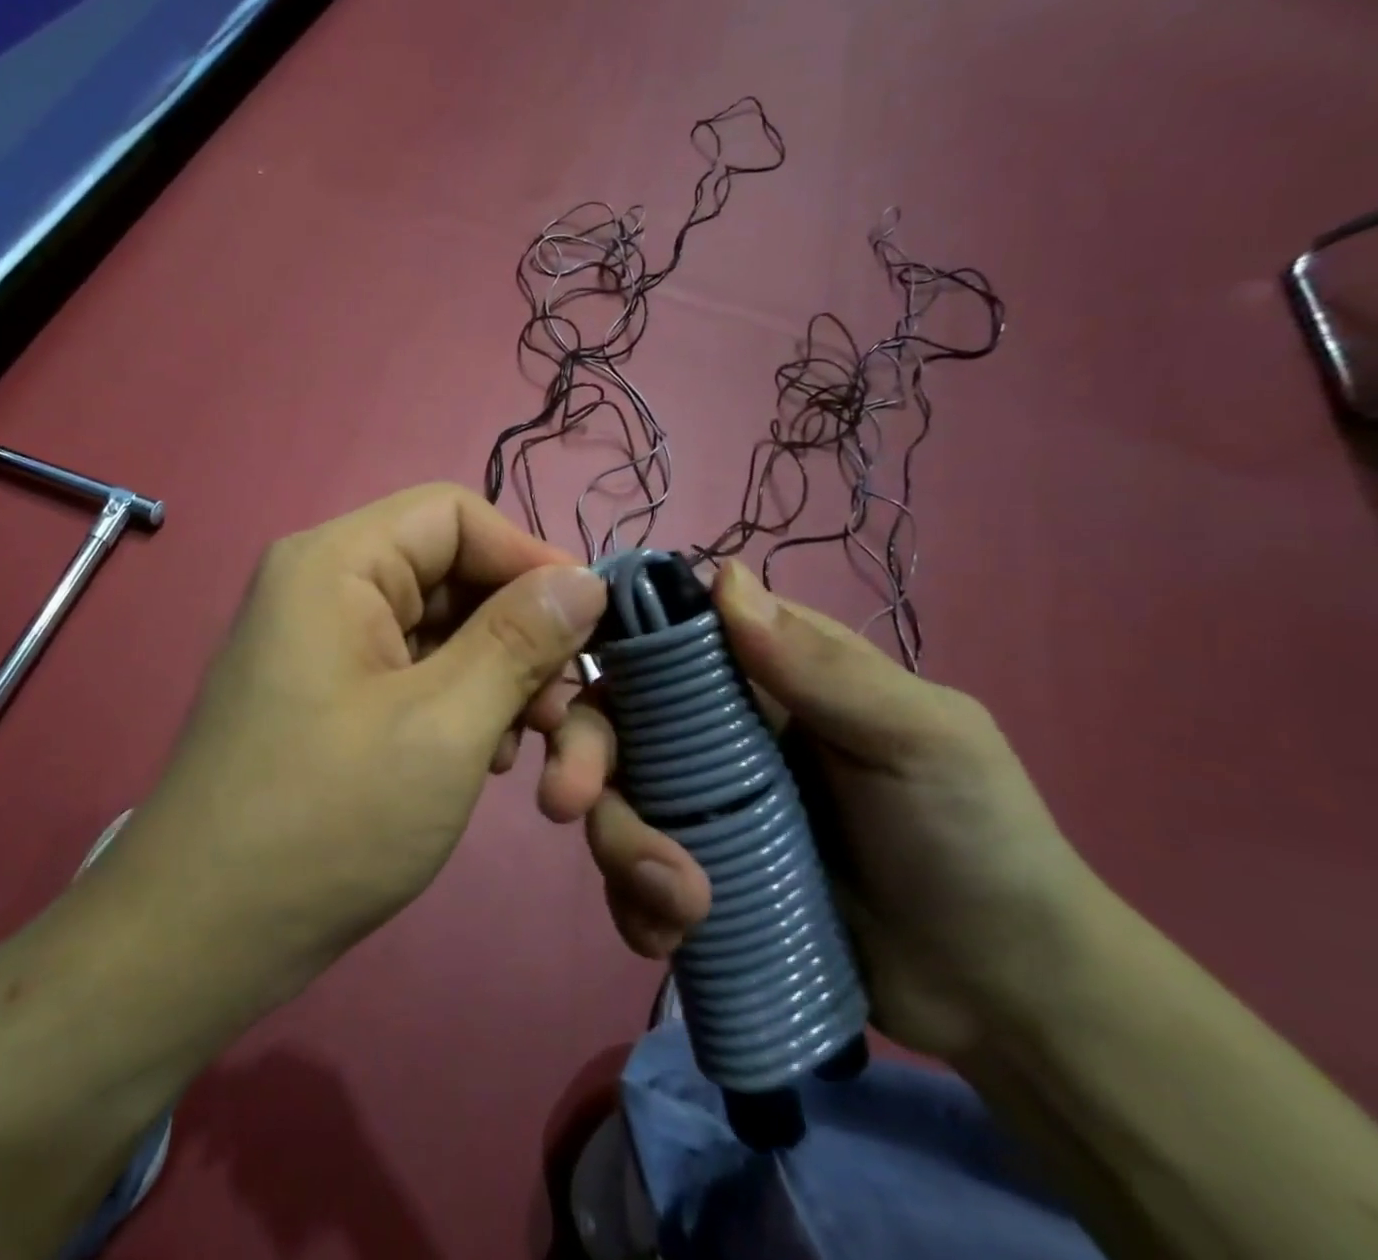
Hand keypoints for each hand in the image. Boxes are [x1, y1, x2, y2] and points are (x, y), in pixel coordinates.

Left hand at [110, 484, 606, 1016]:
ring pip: (445, 632)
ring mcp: (329, 644)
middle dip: (524, 641)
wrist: (202, 938)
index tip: (593, 625)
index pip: (454, 515)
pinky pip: (419, 673)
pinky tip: (489, 764)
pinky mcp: (336, 696)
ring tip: (539, 756)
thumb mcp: (443, 725)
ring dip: (503, 684)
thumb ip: (520, 641)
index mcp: (336, 563)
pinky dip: (466, 707)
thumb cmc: (324, 821)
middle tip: (572, 717)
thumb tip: (586, 580)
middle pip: (455, 576)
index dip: (530, 558)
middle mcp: (328, 587)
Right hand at [541, 560, 1099, 1059]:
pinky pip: (632, 874)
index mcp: (763, 674)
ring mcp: (701, 804)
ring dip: (621, 848)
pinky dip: (634, 902)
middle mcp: (715, 729)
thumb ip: (821, 666)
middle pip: (615, 719)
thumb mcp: (919, 738)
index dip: (606, 648)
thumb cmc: (973, 838)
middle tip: (567, 804)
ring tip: (679, 907)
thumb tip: (722, 576)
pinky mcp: (696, 873)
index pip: (663, 636)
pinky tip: (667, 937)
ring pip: (614, 799)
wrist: (1004, 993)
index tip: (566, 688)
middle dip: (584, 758)